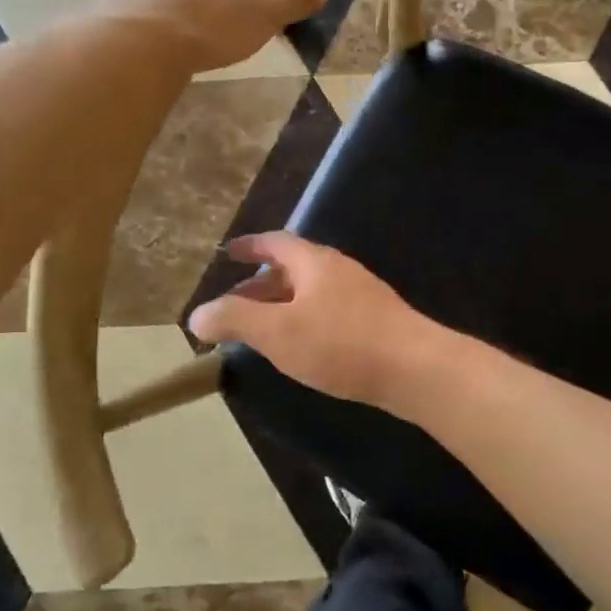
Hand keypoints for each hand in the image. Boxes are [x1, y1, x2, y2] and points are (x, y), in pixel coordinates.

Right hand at [187, 232, 438, 408]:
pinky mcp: (375, 321)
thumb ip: (235, 320)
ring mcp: (361, 294)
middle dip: (260, 284)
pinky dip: (304, 320)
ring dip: (282, 305)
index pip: (275, 242)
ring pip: (311, 292)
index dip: (249, 246)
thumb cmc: (340, 343)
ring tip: (261, 331)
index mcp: (315, 262)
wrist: (413, 367)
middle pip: (293, 268)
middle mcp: (339, 270)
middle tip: (234, 306)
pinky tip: (301, 347)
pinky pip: (329, 311)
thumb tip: (197, 314)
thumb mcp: (277, 332)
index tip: (228, 252)